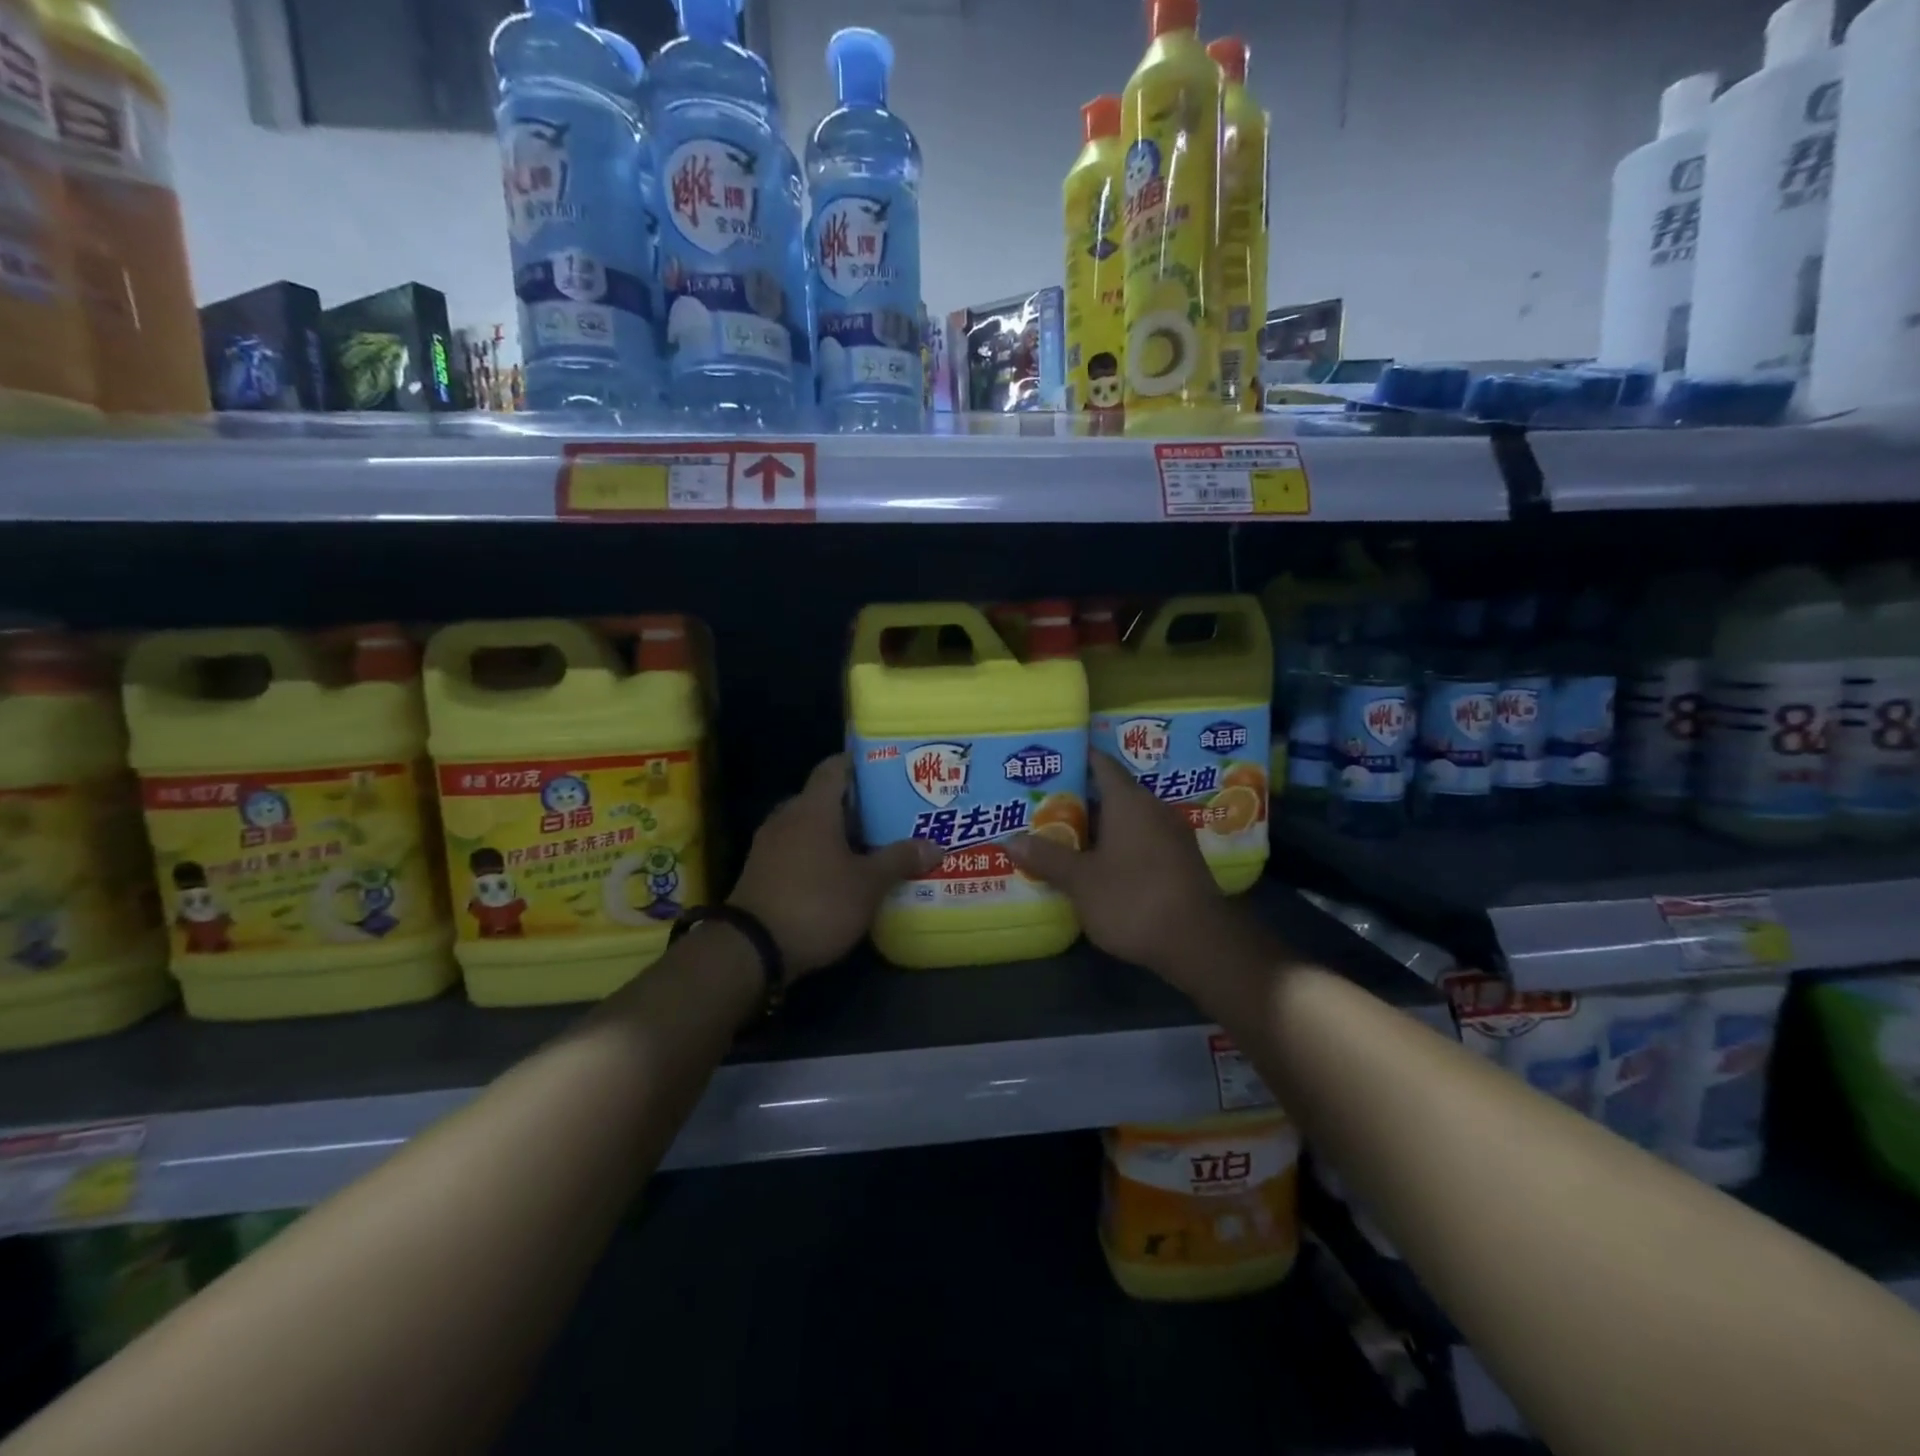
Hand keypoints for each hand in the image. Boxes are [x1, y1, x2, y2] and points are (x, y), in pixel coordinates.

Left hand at [728, 755, 938, 977]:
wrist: (751, 950)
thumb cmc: (816, 903)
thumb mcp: (867, 885)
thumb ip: (899, 860)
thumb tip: (935, 846)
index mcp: (812, 808)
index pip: (835, 767)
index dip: (861, 764)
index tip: (889, 770)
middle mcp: (787, 817)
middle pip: (825, 798)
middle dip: (858, 805)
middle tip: (892, 813)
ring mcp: (770, 845)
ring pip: (811, 826)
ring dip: (839, 833)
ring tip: (874, 844)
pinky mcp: (762, 871)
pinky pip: (798, 849)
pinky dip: (821, 854)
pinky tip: (843, 873)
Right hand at [1007, 751, 1228, 988]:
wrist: (1198, 942)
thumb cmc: (1133, 898)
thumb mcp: (1081, 881)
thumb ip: (1048, 857)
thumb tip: (1010, 840)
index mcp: (1129, 801)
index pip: (1101, 764)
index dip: (1077, 758)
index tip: (1052, 760)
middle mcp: (1154, 809)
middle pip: (1113, 794)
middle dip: (1080, 800)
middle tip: (1044, 805)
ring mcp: (1171, 836)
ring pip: (1128, 821)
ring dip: (1100, 827)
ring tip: (1064, 836)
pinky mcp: (1180, 862)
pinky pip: (1142, 841)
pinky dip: (1118, 847)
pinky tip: (1097, 864)